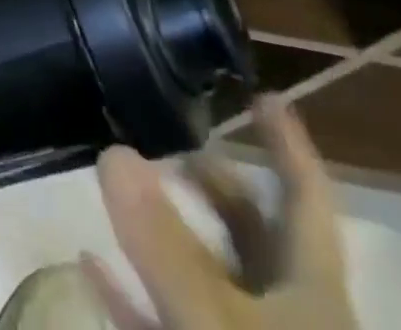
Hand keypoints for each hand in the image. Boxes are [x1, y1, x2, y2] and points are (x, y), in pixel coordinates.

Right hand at [85, 97, 357, 329]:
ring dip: (165, 231)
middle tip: (162, 132)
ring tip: (122, 182)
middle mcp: (286, 319)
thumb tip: (113, 149)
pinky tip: (90, 268)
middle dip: (209, 179)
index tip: (261, 94)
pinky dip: (131, 295)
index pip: (308, 201)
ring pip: (209, 278)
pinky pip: (168, 325)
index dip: (290, 146)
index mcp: (310, 296)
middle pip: (253, 233)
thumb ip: (164, 246)